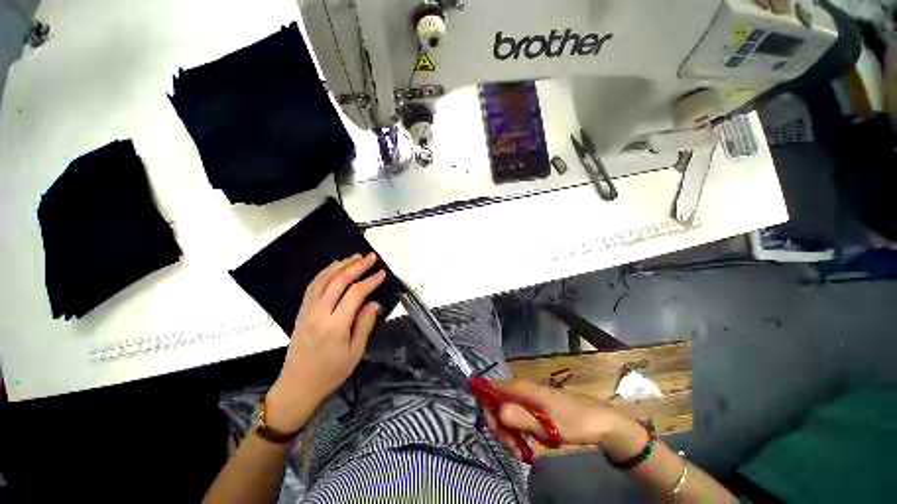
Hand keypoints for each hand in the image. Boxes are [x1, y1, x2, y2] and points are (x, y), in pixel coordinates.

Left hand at [265, 253, 385, 432]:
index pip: (355, 293)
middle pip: (338, 281)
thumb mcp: (355, 352)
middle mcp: (319, 313)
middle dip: (357, 266)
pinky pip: (313, 286)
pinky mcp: (301, 312)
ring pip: (323, 279)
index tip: (382, 273)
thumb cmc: (331, 373)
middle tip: (371, 257)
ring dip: (340, 265)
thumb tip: (374, 302)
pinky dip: (325, 273)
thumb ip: (365, 324)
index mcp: (335, 325)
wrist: (297, 387)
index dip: (370, 280)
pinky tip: (334, 268)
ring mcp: (307, 311)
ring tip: (355, 257)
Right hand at [484, 380, 625, 451]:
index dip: (487, 407)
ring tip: (521, 450)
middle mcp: (519, 389)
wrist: (597, 421)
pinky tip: (526, 444)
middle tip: (512, 447)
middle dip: (499, 426)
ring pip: (505, 412)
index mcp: (520, 387)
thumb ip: (518, 417)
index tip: (496, 430)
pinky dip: (516, 431)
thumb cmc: (571, 422)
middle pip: (496, 403)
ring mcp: (526, 398)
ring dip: (508, 432)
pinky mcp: (531, 407)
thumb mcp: (544, 425)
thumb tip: (496, 412)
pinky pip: (515, 416)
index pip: (490, 389)